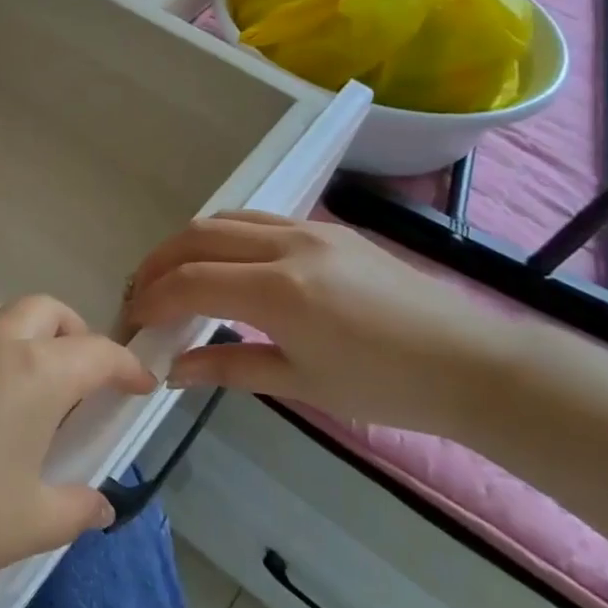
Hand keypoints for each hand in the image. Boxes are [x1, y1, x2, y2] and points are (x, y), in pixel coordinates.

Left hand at [0, 296, 153, 601]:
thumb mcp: (28, 525)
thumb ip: (75, 509)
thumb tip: (100, 504)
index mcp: (34, 373)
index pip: (97, 352)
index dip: (127, 365)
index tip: (141, 384)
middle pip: (46, 310)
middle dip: (74, 332)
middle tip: (82, 374)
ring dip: (21, 330)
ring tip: (23, 377)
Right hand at [126, 211, 518, 436]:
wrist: (473, 364)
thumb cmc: (387, 387)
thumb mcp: (301, 385)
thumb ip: (229, 368)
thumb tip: (173, 370)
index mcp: (280, 291)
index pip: (192, 281)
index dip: (153, 298)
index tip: (133, 319)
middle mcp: (288, 246)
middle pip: (199, 236)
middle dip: (160, 262)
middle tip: (141, 292)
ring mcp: (311, 230)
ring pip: (227, 219)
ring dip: (189, 243)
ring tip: (174, 275)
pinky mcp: (329, 229)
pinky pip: (259, 220)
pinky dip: (225, 236)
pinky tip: (224, 264)